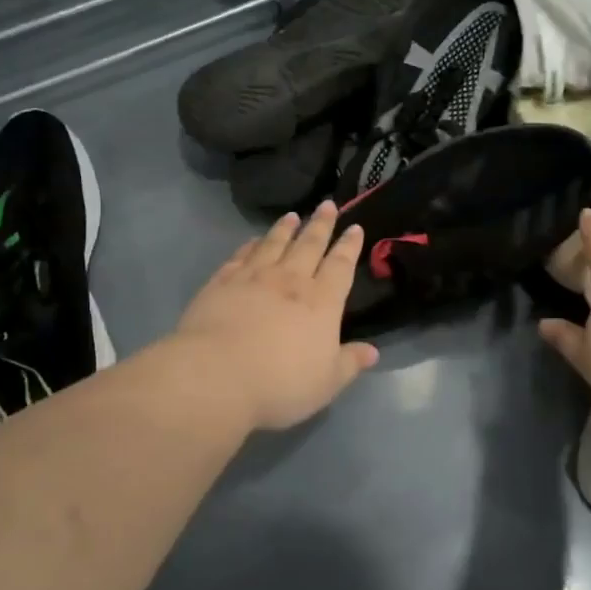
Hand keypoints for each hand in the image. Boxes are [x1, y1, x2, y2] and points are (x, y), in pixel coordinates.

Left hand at [171, 201, 379, 430]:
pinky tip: (252, 241)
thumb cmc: (280, 384)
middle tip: (327, 204)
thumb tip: (373, 351)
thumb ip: (350, 363)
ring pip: (274, 243)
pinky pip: (241, 256)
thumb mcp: (327, 382)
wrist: (217, 376)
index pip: (340, 266)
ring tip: (293, 215)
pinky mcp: (222, 282)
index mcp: (322, 302)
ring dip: (285, 228)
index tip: (355, 228)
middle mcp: (290, 281)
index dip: (349, 246)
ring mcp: (254, 277)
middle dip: (321, 224)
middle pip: (309, 245)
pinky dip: (250, 245)